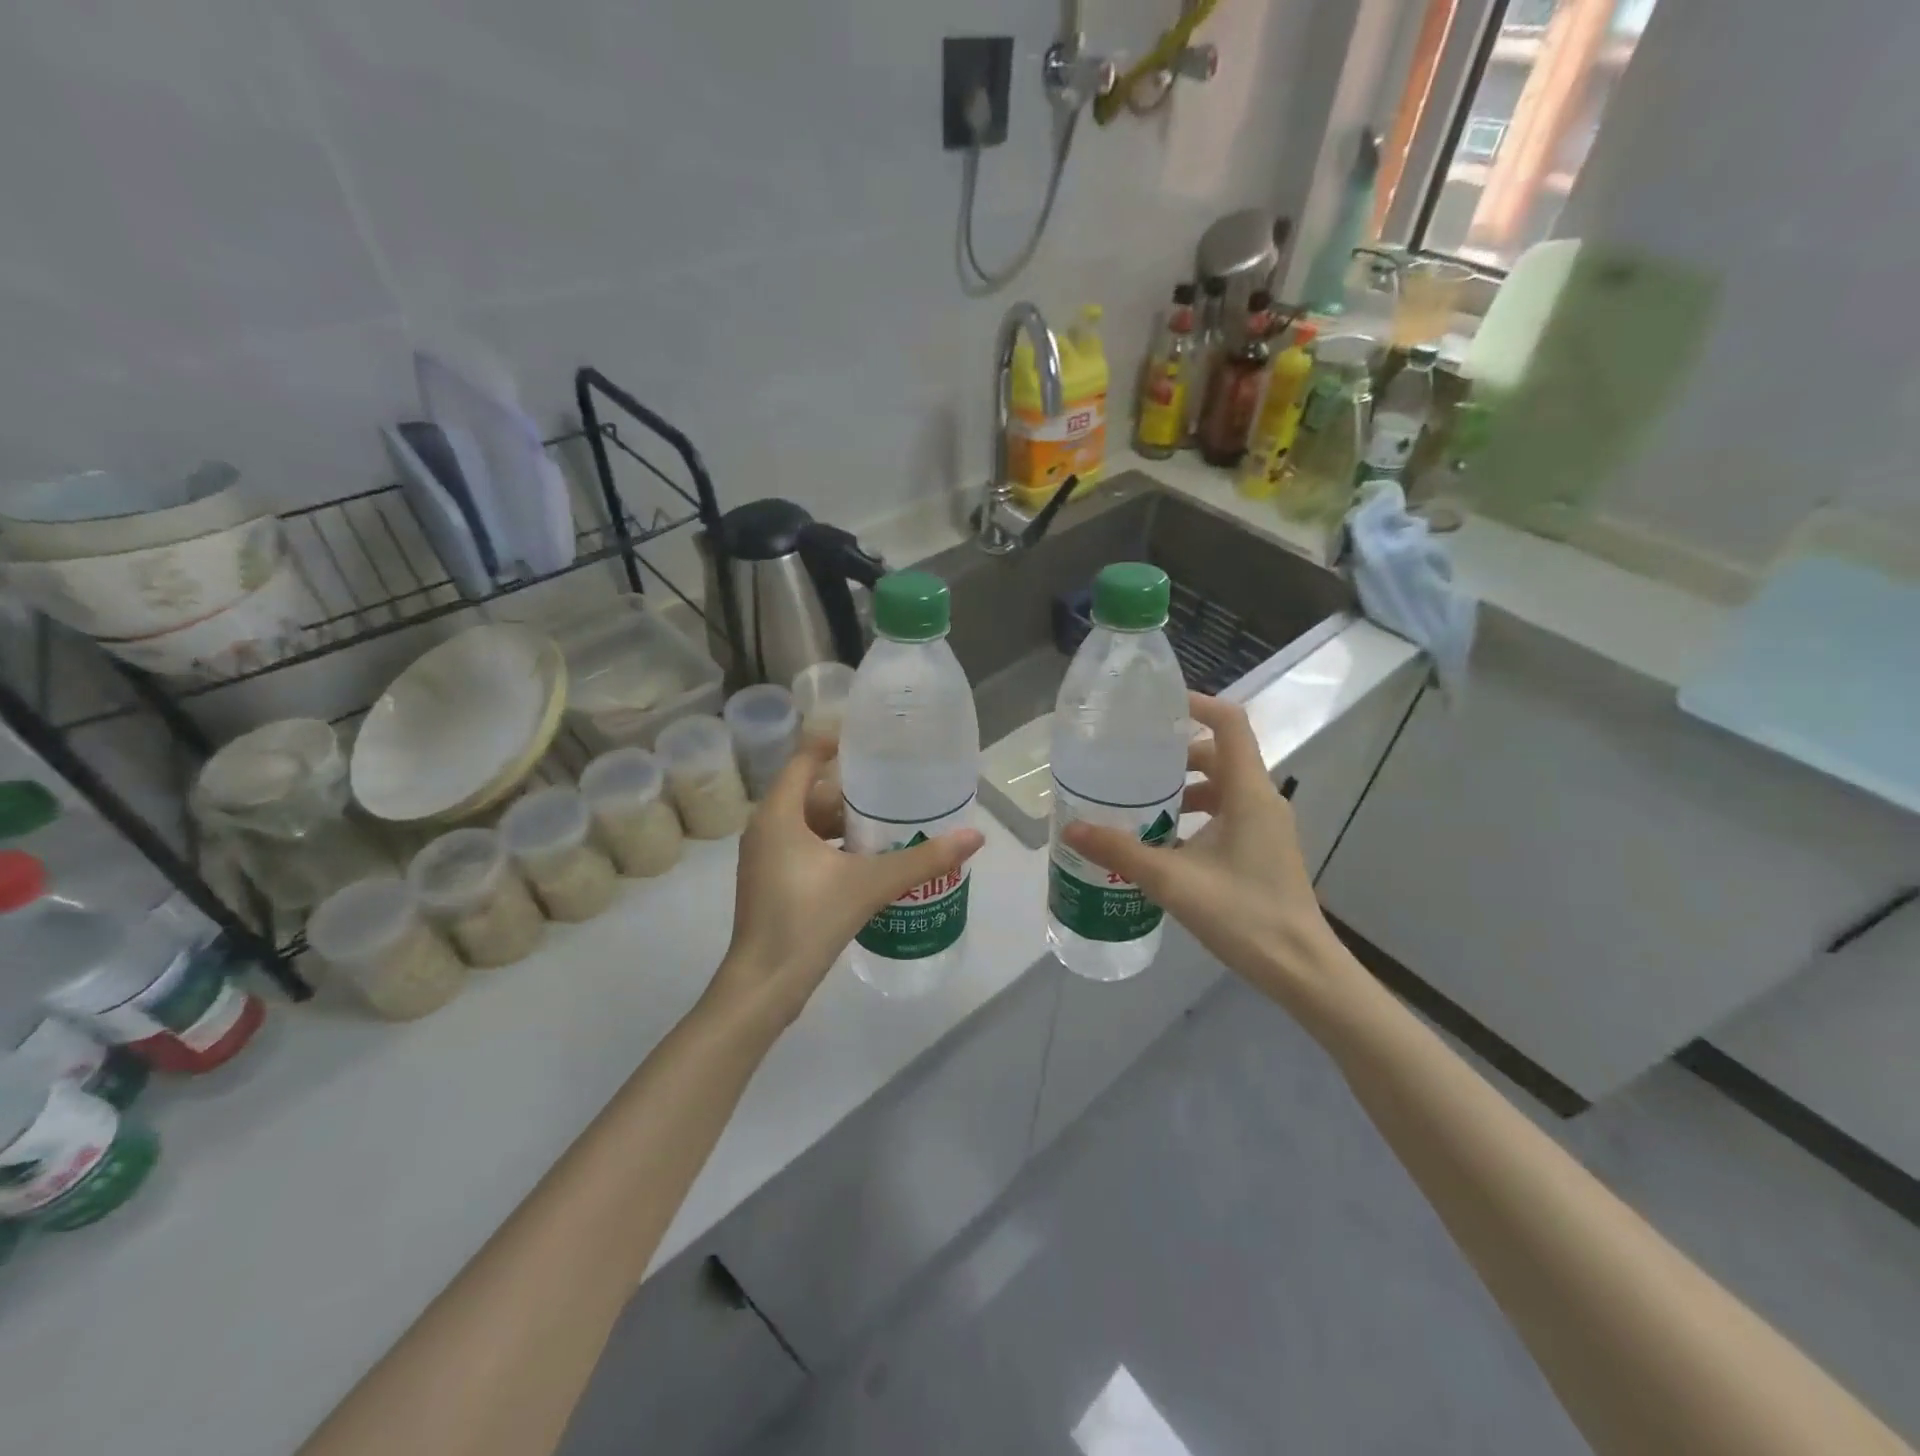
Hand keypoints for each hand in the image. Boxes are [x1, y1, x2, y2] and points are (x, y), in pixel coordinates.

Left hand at [707, 735, 984, 1035]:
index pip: (804, 759)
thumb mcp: (869, 885)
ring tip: (888, 822)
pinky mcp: (772, 882)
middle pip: (810, 792)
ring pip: (807, 823)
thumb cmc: (808, 920)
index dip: (833, 743)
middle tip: (894, 786)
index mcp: (778, 815)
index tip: (871, 741)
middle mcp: (765, 829)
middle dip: (850, 790)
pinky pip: (804, 847)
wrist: (764, 985)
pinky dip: (832, 846)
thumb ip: (922, 859)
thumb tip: (975, 836)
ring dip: (843, 822)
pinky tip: (867, 860)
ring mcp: (765, 858)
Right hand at [1060, 693, 1360, 1023]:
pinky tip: (1164, 839)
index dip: (1196, 704)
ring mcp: (1265, 826)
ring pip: (1222, 786)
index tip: (1155, 706)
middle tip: (1132, 760)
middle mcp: (1262, 800)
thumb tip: (1072, 827)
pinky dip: (1196, 813)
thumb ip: (1121, 851)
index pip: (1229, 724)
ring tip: (1140, 800)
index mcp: (1249, 793)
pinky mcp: (1262, 849)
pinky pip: (1227, 813)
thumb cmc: (1244, 915)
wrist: (1301, 970)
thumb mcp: (1174, 881)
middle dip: (1176, 753)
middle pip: (1220, 754)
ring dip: (1184, 786)